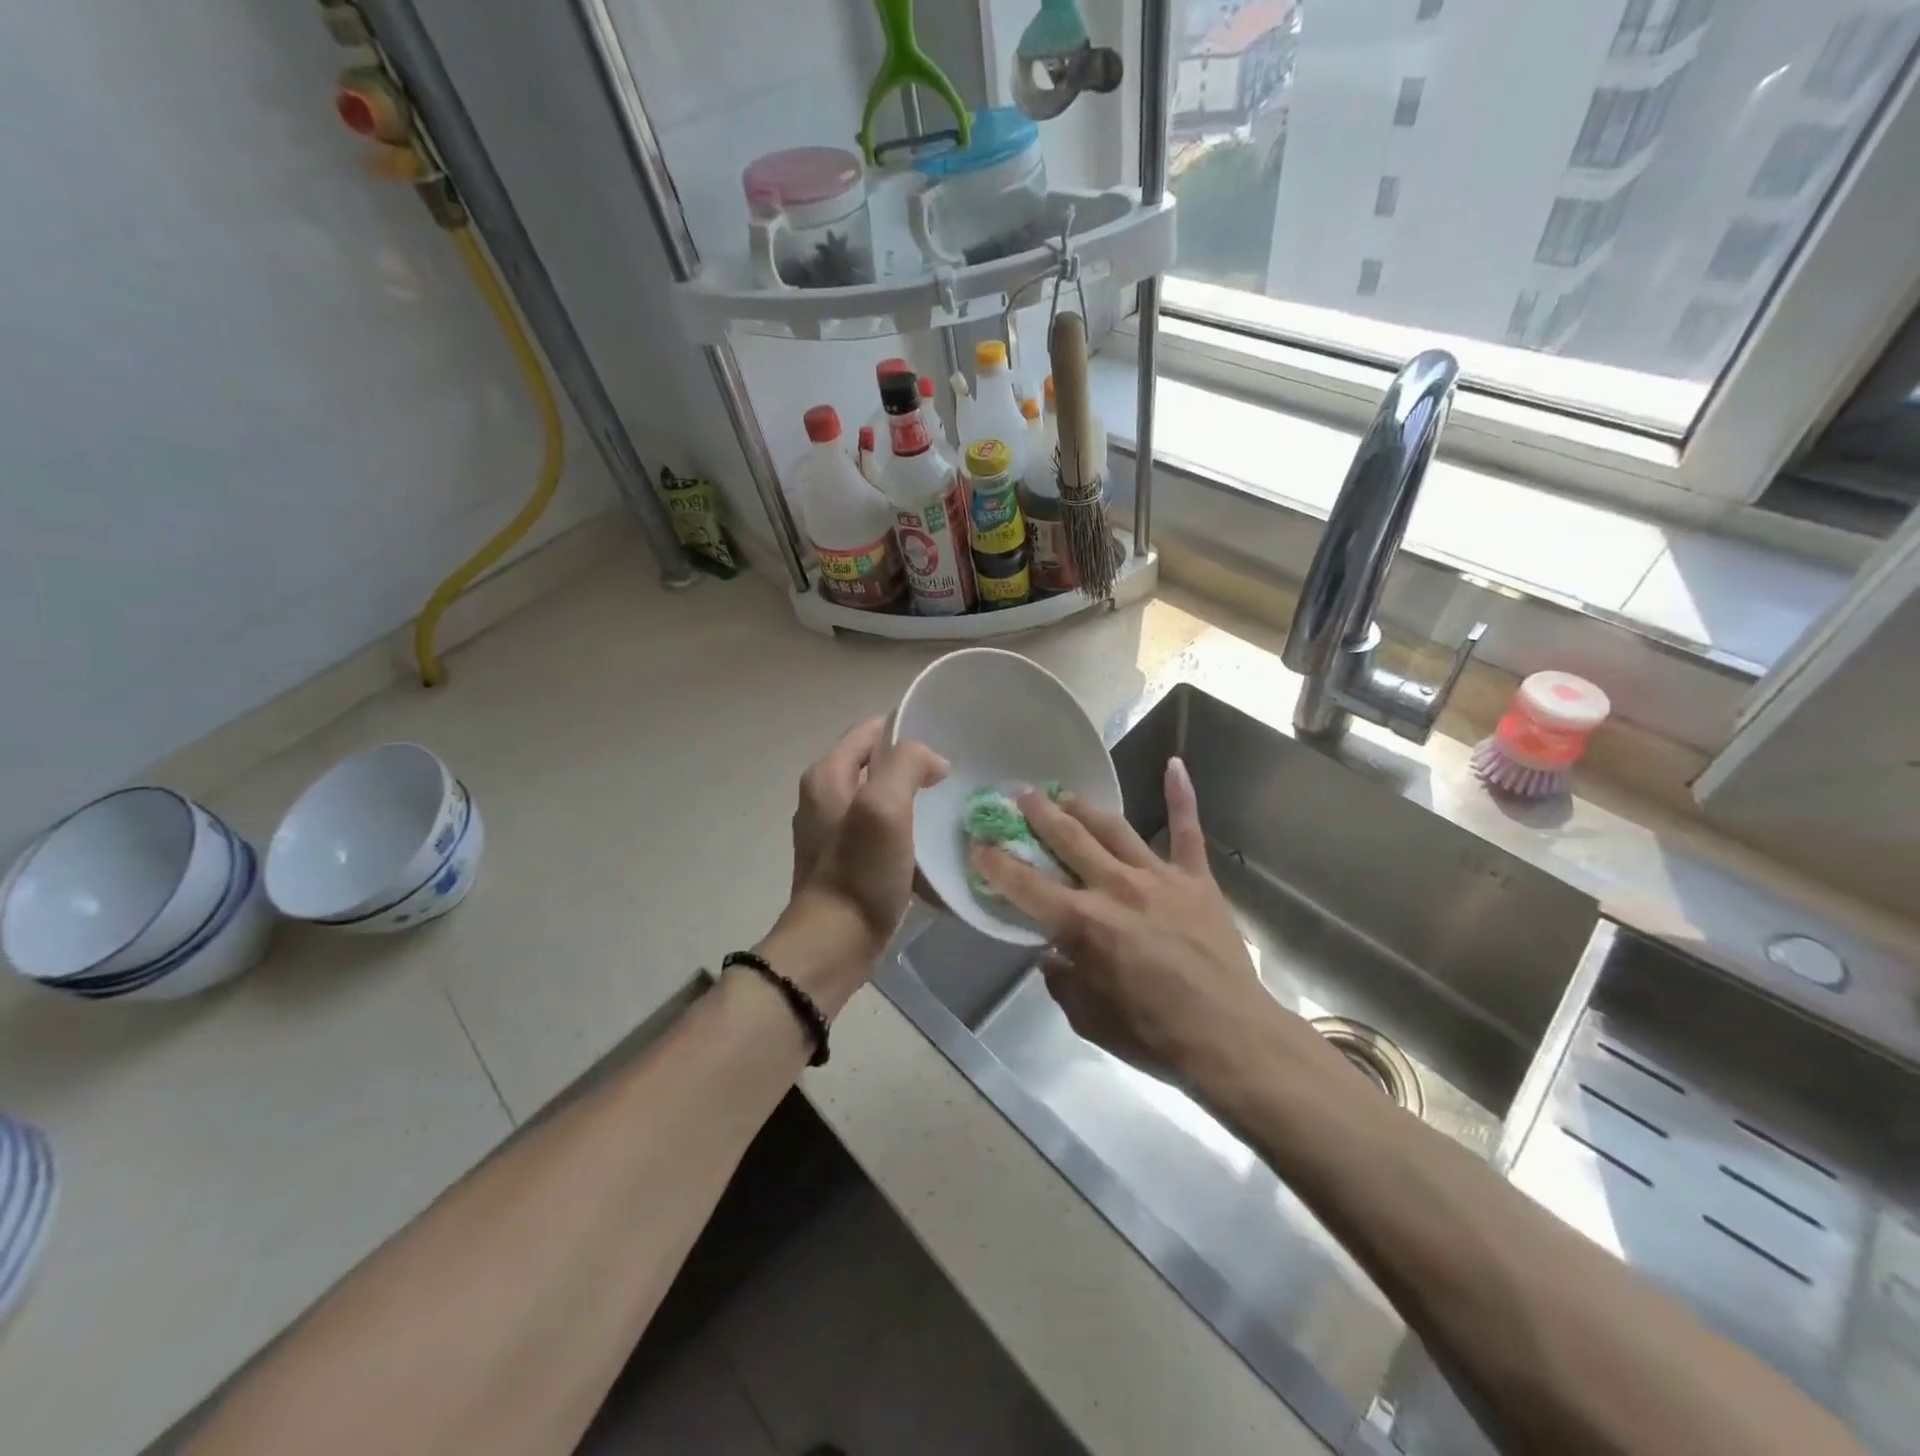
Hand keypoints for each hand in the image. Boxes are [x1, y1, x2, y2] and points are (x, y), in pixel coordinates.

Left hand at [765, 718, 946, 1012]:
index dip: (906, 730)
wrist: (834, 943)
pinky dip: (902, 829)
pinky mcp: (844, 860)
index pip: (869, 730)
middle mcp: (823, 796)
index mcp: (827, 775)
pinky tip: (926, 845)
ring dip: (910, 799)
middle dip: (911, 766)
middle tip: (950, 779)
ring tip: (944, 809)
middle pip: (875, 763)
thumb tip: (931, 761)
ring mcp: (831, 831)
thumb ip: (906, 765)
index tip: (944, 745)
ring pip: (879, 797)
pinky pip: (878, 830)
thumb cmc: (859, 871)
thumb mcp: (885, 806)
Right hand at [970, 758, 1281, 1081]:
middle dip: (1038, 814)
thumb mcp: (1088, 1019)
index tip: (979, 845)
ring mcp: (1159, 877)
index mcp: (1084, 924)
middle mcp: (1116, 888)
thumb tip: (1051, 955)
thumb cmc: (1154, 1036)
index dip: (997, 863)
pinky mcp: (1195, 879)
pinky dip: (1180, 796)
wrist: (1231, 1038)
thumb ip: (1062, 981)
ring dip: (1083, 807)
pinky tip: (1175, 764)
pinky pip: (1187, 830)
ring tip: (1063, 794)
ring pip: (1113, 828)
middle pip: (1068, 839)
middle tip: (1019, 796)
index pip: (1026, 885)